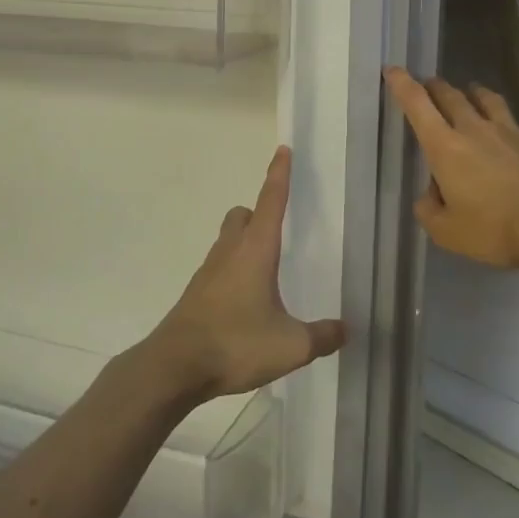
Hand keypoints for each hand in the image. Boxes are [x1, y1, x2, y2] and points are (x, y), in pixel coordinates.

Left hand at [141, 146, 346, 403]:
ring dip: (244, 243)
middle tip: (278, 229)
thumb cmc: (235, 343)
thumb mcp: (290, 346)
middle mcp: (230, 251)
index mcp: (256, 250)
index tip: (283, 150)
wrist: (174, 366)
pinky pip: (219, 268)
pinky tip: (246, 302)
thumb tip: (344, 330)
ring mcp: (208, 272)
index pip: (271, 200)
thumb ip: (321, 336)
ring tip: (267, 270)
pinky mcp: (197, 294)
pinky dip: (233, 272)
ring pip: (227, 240)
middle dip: (258, 213)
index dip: (279, 175)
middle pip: (242, 216)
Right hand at [384, 67, 518, 268]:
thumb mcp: (447, 232)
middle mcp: (474, 129)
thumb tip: (432, 195)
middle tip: (428, 85)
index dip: (402, 85)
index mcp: (445, 147)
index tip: (393, 70)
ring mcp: (509, 132)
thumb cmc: (494, 227)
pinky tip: (508, 134)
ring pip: (485, 99)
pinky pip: (513, 122)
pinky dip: (503, 121)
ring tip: (469, 92)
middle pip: (450, 95)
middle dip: (434, 87)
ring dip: (472, 92)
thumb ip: (429, 210)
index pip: (417, 105)